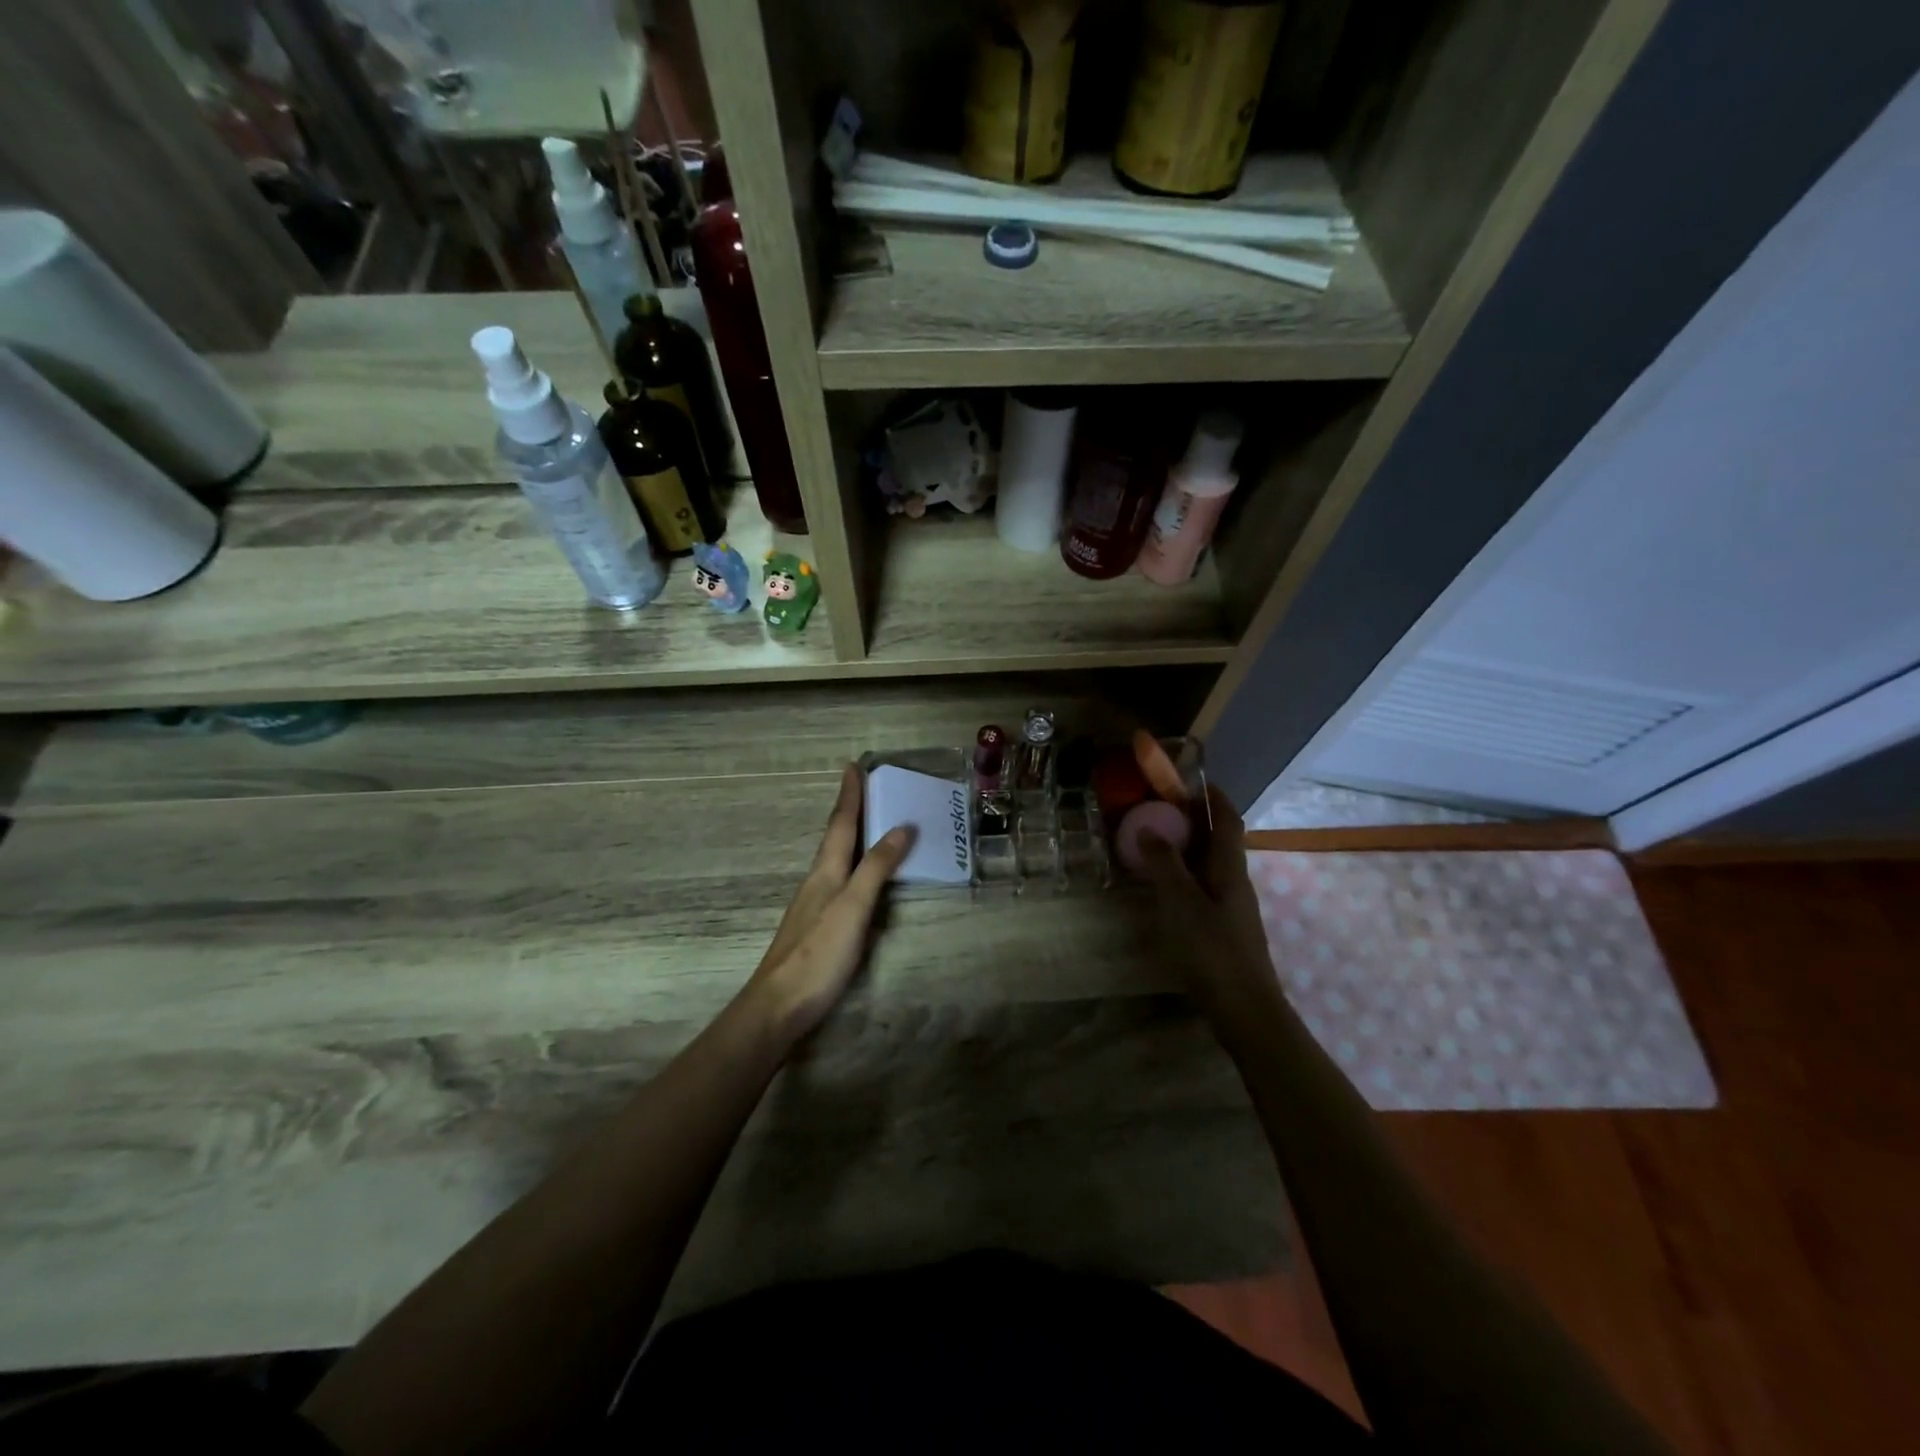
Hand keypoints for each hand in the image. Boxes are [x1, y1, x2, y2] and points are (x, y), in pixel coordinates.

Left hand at [743, 764, 914, 1044]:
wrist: (778, 1005)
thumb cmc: (818, 953)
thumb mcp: (853, 907)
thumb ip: (876, 868)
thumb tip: (901, 827)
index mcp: (825, 871)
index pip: (841, 823)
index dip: (849, 795)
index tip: (853, 765)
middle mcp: (817, 881)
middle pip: (836, 837)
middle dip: (850, 810)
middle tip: (866, 787)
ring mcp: (814, 905)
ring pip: (836, 859)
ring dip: (852, 837)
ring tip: (870, 824)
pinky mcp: (817, 927)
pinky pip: (840, 882)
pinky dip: (854, 866)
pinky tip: (859, 878)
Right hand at [1136, 784, 1284, 1026]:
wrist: (1246, 1011)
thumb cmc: (1212, 950)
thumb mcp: (1181, 903)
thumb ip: (1164, 864)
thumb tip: (1150, 827)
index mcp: (1230, 869)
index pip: (1228, 819)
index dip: (1213, 796)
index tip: (1190, 779)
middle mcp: (1236, 882)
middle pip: (1219, 841)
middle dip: (1194, 820)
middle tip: (1159, 810)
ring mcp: (1233, 908)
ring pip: (1210, 866)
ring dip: (1187, 849)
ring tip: (1155, 844)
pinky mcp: (1225, 930)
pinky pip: (1204, 888)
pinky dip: (1185, 876)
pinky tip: (1165, 889)